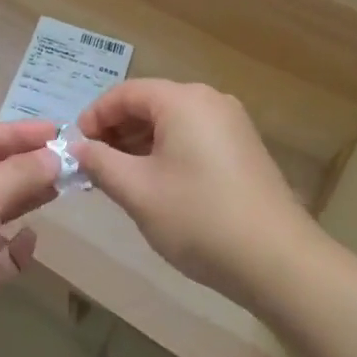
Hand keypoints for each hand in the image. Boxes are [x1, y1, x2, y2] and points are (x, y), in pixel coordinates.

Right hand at [74, 79, 309, 297]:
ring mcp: (231, 123)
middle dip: (117, 131)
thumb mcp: (138, 191)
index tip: (76, 147)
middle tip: (94, 165)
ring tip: (120, 178)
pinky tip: (158, 184)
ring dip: (141, 143)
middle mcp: (208, 100)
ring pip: (172, 121)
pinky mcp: (244, 148)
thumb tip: (77, 147)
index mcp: (182, 100)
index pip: (125, 93)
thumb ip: (101, 163)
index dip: (95, 116)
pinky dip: (168, 151)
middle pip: (149, 103)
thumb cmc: (199, 218)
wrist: (279, 262)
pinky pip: (194, 136)